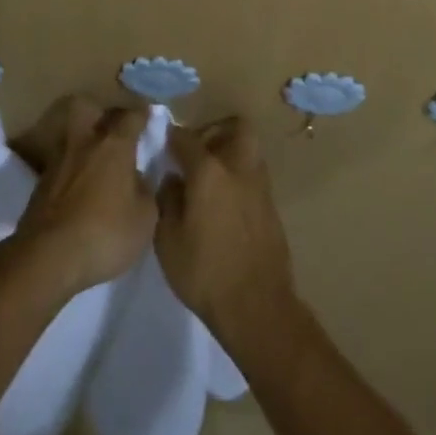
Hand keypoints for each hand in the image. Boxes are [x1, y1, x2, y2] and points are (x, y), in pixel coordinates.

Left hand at [7, 96, 156, 297]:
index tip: (149, 115)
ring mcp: (58, 162)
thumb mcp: (145, 219)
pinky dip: (70, 171)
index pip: (131, 117)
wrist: (47, 257)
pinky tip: (78, 188)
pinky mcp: (39, 186)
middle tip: (111, 128)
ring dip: (82, 143)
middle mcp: (84, 143)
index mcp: (114, 145)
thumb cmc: (105, 233)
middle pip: (88, 109)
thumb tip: (141, 179)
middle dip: (99, 113)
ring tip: (93, 160)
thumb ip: (147, 192)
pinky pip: (60, 165)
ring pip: (71, 137)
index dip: (142, 115)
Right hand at [156, 117, 296, 345]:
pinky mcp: (271, 206)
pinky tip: (224, 203)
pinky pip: (254, 175)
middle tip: (198, 152)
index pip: (186, 138)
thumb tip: (172, 180)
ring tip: (210, 178)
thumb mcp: (168, 241)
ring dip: (230, 152)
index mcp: (209, 171)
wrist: (257, 307)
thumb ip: (167, 201)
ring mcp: (260, 186)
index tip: (164, 143)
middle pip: (235, 127)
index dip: (172, 137)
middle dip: (216, 131)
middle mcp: (238, 168)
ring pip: (248, 149)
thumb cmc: (205, 273)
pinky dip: (240, 177)